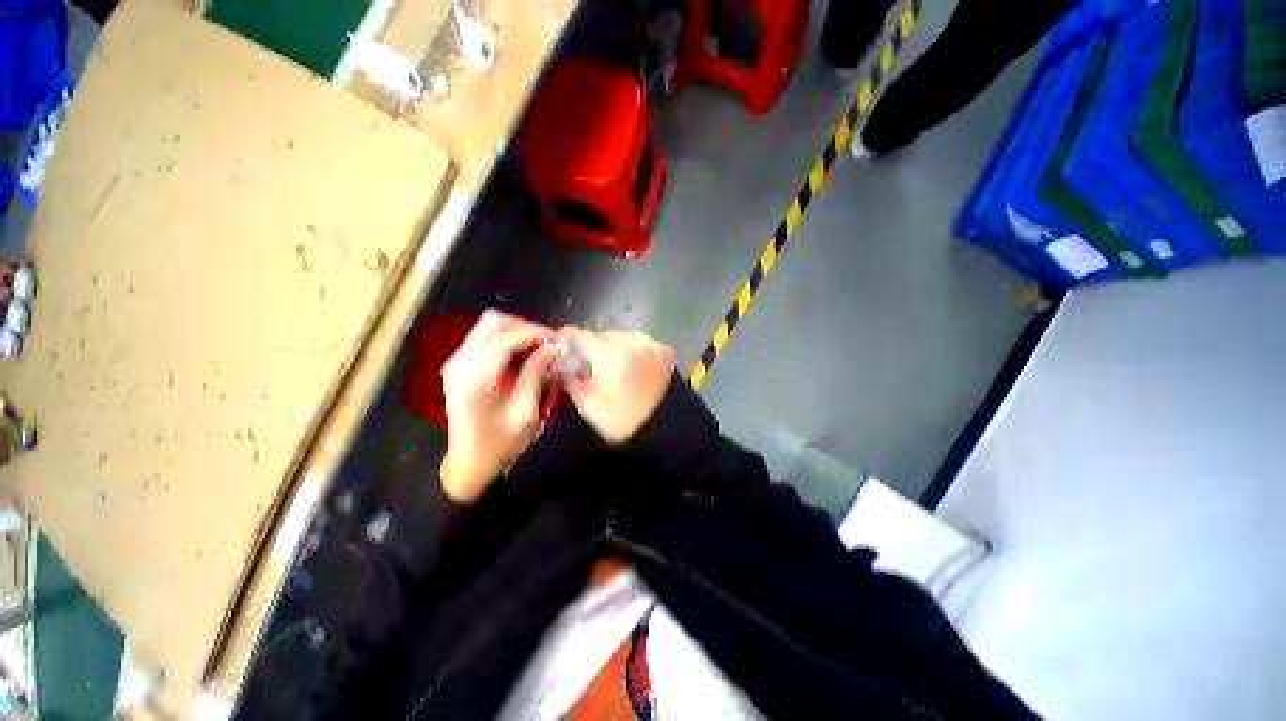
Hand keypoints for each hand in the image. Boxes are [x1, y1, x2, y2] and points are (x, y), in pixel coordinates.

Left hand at [439, 311, 556, 502]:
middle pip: (491, 322)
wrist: (468, 463)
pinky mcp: (457, 366)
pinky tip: (521, 355)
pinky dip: (505, 340)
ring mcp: (455, 363)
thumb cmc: (500, 443)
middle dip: (523, 327)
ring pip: (487, 327)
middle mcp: (459, 364)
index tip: (555, 339)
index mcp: (476, 380)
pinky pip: (483, 339)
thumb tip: (552, 347)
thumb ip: (536, 374)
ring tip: (537, 348)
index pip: (505, 339)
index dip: (533, 333)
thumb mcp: (525, 412)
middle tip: (546, 342)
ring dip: (515, 332)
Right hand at [558, 328, 675, 443]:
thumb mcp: (589, 406)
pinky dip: (635, 348)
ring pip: (626, 336)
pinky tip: (633, 362)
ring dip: (616, 345)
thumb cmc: (622, 422)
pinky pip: (643, 342)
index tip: (562, 336)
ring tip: (613, 360)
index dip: (571, 335)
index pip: (584, 337)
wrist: (664, 430)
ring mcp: (652, 346)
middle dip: (595, 344)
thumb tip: (565, 369)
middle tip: (589, 358)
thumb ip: (572, 382)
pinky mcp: (666, 351)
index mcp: (611, 357)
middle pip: (606, 335)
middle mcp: (633, 344)